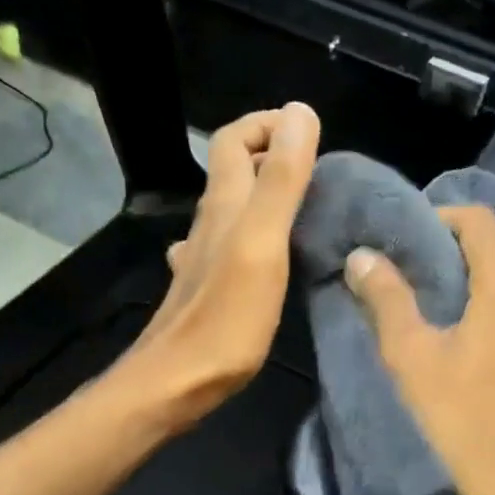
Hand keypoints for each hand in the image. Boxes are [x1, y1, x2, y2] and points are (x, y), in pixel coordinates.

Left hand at [118, 102, 320, 427]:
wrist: (176, 382)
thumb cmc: (225, 318)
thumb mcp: (263, 244)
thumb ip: (282, 181)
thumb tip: (299, 112)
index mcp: (224, 205)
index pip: (235, 139)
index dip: (267, 124)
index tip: (310, 134)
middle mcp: (209, 224)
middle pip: (232, 171)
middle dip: (271, 155)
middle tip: (318, 169)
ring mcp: (202, 259)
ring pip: (231, 210)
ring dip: (263, 196)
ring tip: (304, 207)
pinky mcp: (206, 290)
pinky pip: (228, 247)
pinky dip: (251, 236)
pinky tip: (265, 258)